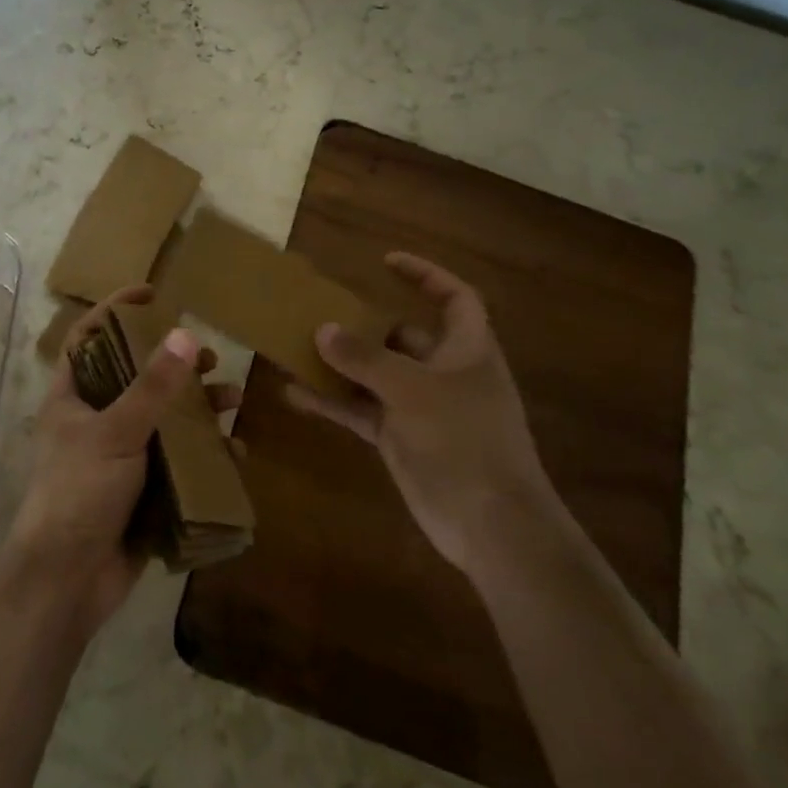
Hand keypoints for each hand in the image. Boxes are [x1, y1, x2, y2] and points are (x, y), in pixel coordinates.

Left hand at [7, 288, 239, 634]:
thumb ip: (152, 387)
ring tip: (232, 397)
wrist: (67, 582)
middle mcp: (95, 420)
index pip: (90, 337)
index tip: (153, 292)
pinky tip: (233, 450)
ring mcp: (119, 457)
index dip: (116, 310)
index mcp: (73, 397)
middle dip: (173, 364)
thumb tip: (186, 336)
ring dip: (197, 407)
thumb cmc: (79, 492)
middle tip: (209, 357)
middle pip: (136, 377)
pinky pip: (176, 460)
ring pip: (162, 419)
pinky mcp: (141, 490)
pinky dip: (203, 452)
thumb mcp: (116, 433)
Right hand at [286, 252, 557, 575]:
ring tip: (297, 348)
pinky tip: (295, 395)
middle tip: (322, 312)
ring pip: (375, 375)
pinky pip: (361, 410)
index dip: (425, 275)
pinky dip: (332, 403)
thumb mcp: (411, 389)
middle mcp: (444, 373)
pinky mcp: (401, 439)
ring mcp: (421, 408)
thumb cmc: (463, 439)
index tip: (386, 261)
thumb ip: (365, 358)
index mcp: (467, 350)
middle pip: (403, 337)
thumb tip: (323, 330)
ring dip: (340, 365)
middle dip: (365, 325)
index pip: (454, 298)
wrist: (491, 526)